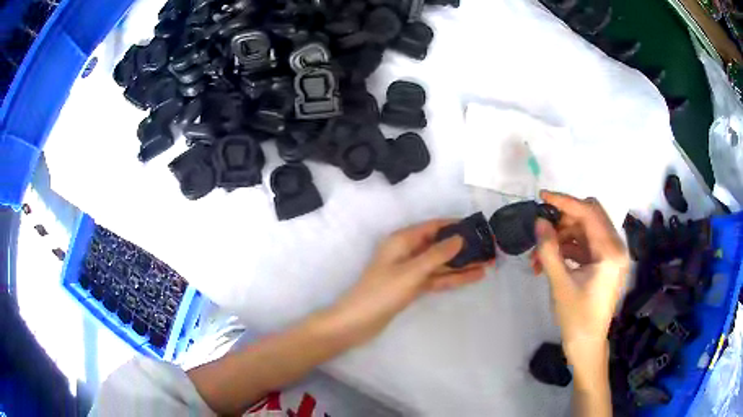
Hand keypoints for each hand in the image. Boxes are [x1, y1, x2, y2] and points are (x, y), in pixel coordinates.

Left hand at [328, 219, 490, 345]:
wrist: (358, 322)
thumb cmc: (382, 292)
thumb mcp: (412, 271)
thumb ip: (437, 255)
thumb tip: (459, 238)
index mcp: (402, 240)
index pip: (433, 227)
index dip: (455, 225)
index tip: (478, 227)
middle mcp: (407, 252)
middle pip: (440, 245)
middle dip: (463, 247)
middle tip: (489, 248)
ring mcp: (410, 271)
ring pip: (441, 264)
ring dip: (462, 264)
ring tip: (488, 263)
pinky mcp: (412, 287)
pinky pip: (436, 278)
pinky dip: (453, 278)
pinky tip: (473, 277)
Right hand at [530, 191, 628, 374]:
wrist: (587, 345)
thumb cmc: (576, 318)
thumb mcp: (560, 284)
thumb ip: (549, 250)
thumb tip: (538, 222)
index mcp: (611, 252)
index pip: (589, 212)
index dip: (565, 202)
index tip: (542, 197)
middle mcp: (616, 248)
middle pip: (589, 216)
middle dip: (563, 220)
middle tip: (541, 231)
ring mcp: (611, 256)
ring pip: (585, 230)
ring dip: (562, 237)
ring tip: (538, 256)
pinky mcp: (604, 264)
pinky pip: (584, 245)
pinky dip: (567, 248)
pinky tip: (548, 261)